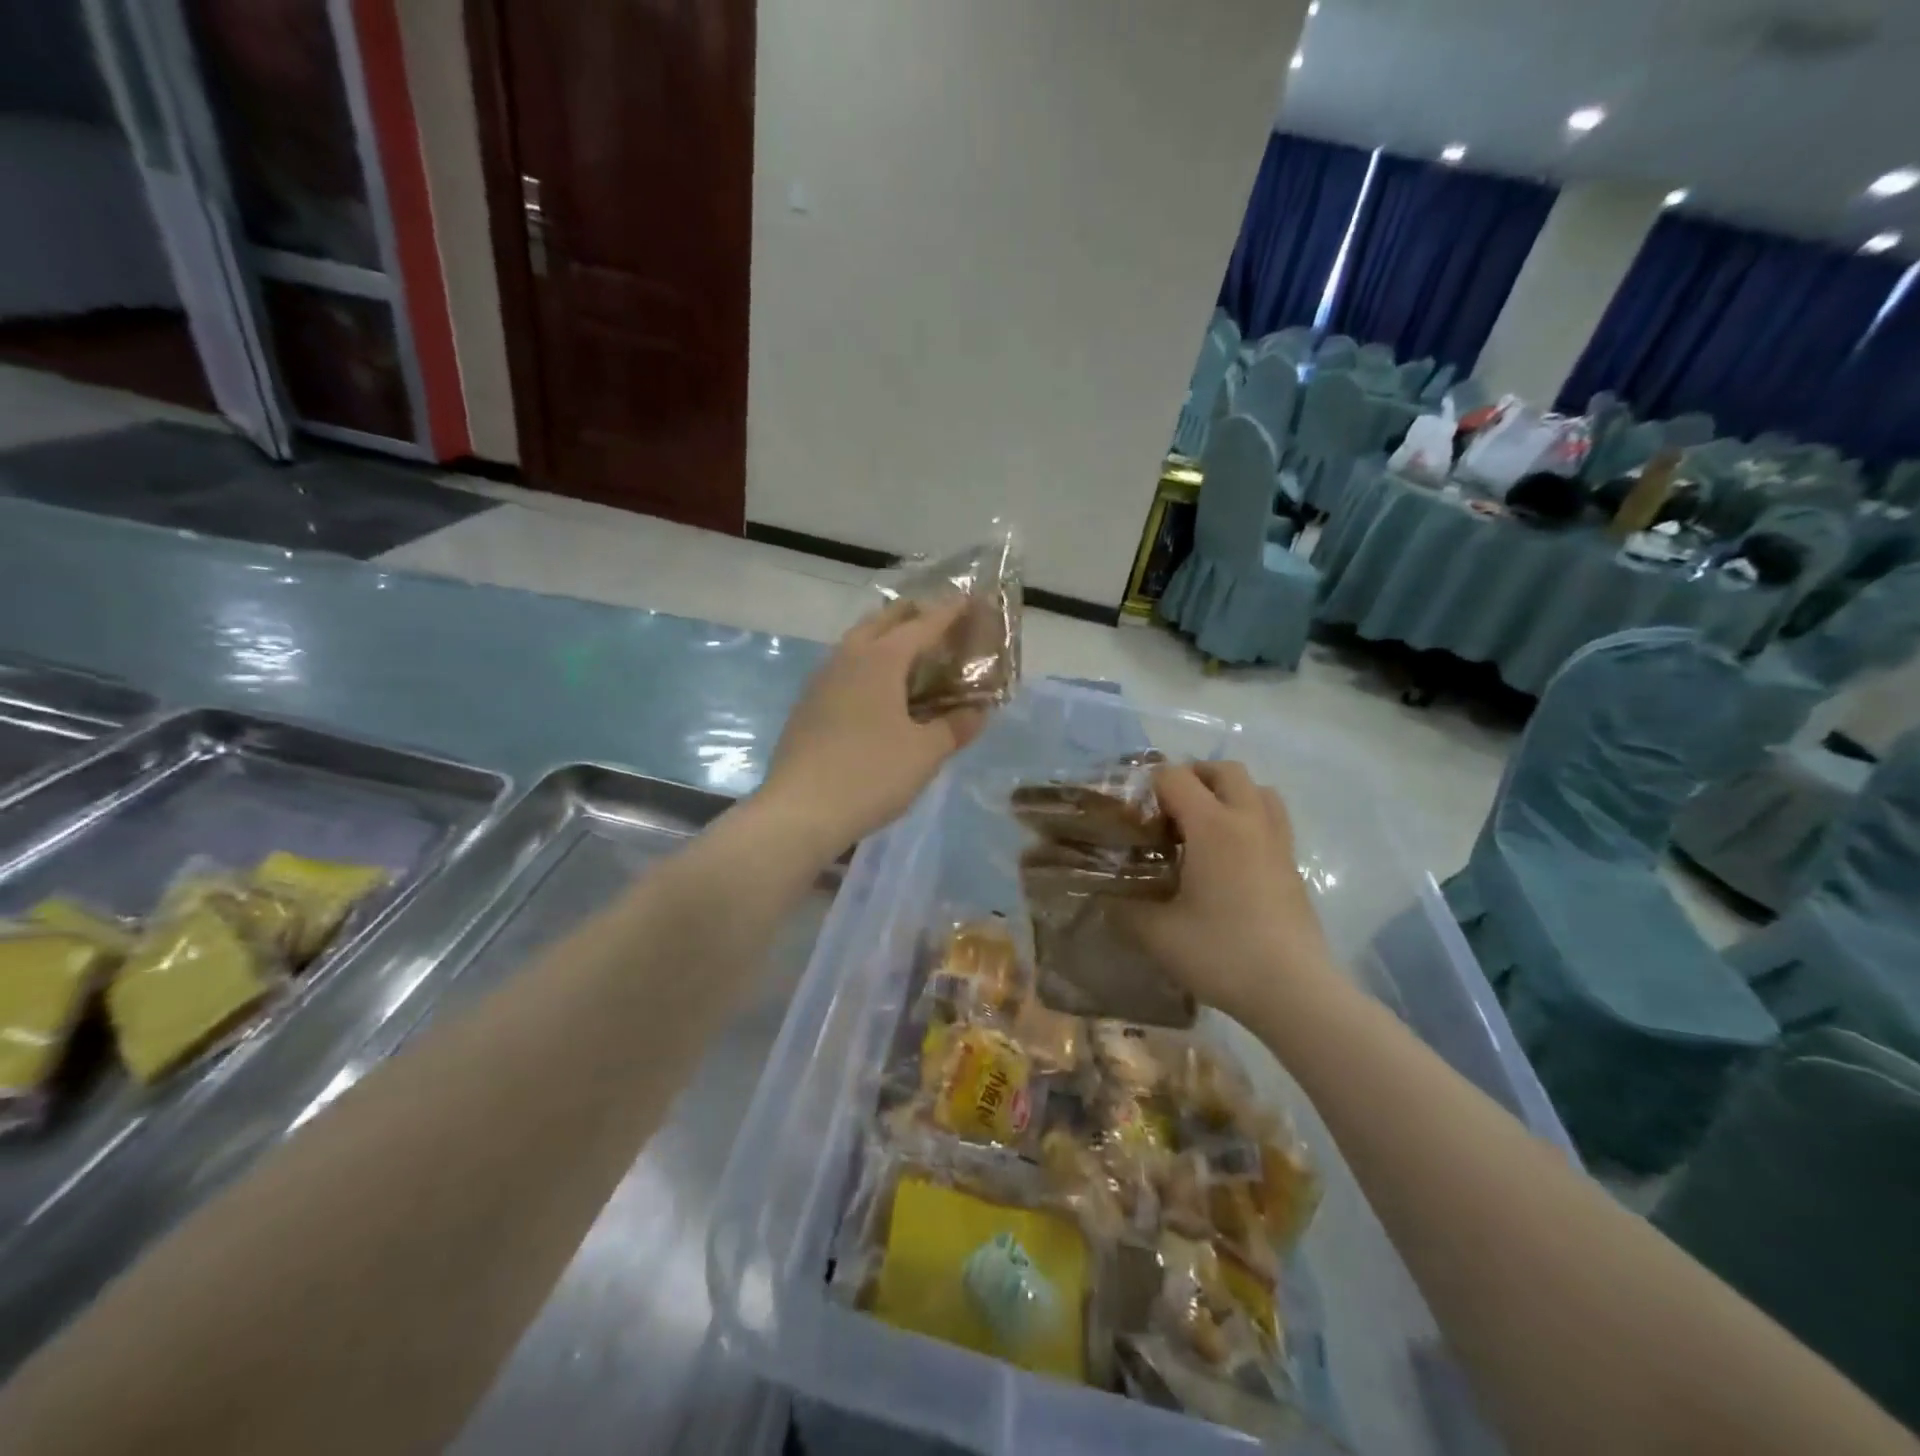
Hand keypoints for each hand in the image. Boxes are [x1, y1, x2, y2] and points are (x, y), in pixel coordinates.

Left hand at [760, 597, 989, 853]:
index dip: (949, 613)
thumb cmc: (871, 775)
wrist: (799, 811)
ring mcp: (821, 680)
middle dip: (913, 615)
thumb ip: (955, 727)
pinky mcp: (807, 704)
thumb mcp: (925, 753)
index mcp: (880, 659)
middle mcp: (847, 658)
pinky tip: (876, 692)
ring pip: (857, 642)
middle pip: (882, 621)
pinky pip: (844, 668)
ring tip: (910, 654)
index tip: (970, 600)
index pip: (923, 625)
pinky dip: (867, 665)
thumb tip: (979, 711)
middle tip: (939, 622)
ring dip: (884, 638)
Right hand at [1120, 762, 1334, 1027]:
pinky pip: (1272, 820)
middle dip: (1194, 777)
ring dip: (1229, 793)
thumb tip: (1105, 901)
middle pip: (1225, 770)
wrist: (1294, 992)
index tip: (1135, 816)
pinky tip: (1230, 859)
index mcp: (1212, 826)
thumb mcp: (1158, 935)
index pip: (1176, 777)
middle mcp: (1249, 821)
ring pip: (1258, 790)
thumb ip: (1125, 911)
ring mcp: (1278, 842)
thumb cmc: (1222, 953)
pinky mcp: (1293, 866)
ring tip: (1204, 826)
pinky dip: (1249, 820)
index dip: (1150, 786)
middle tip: (1169, 809)